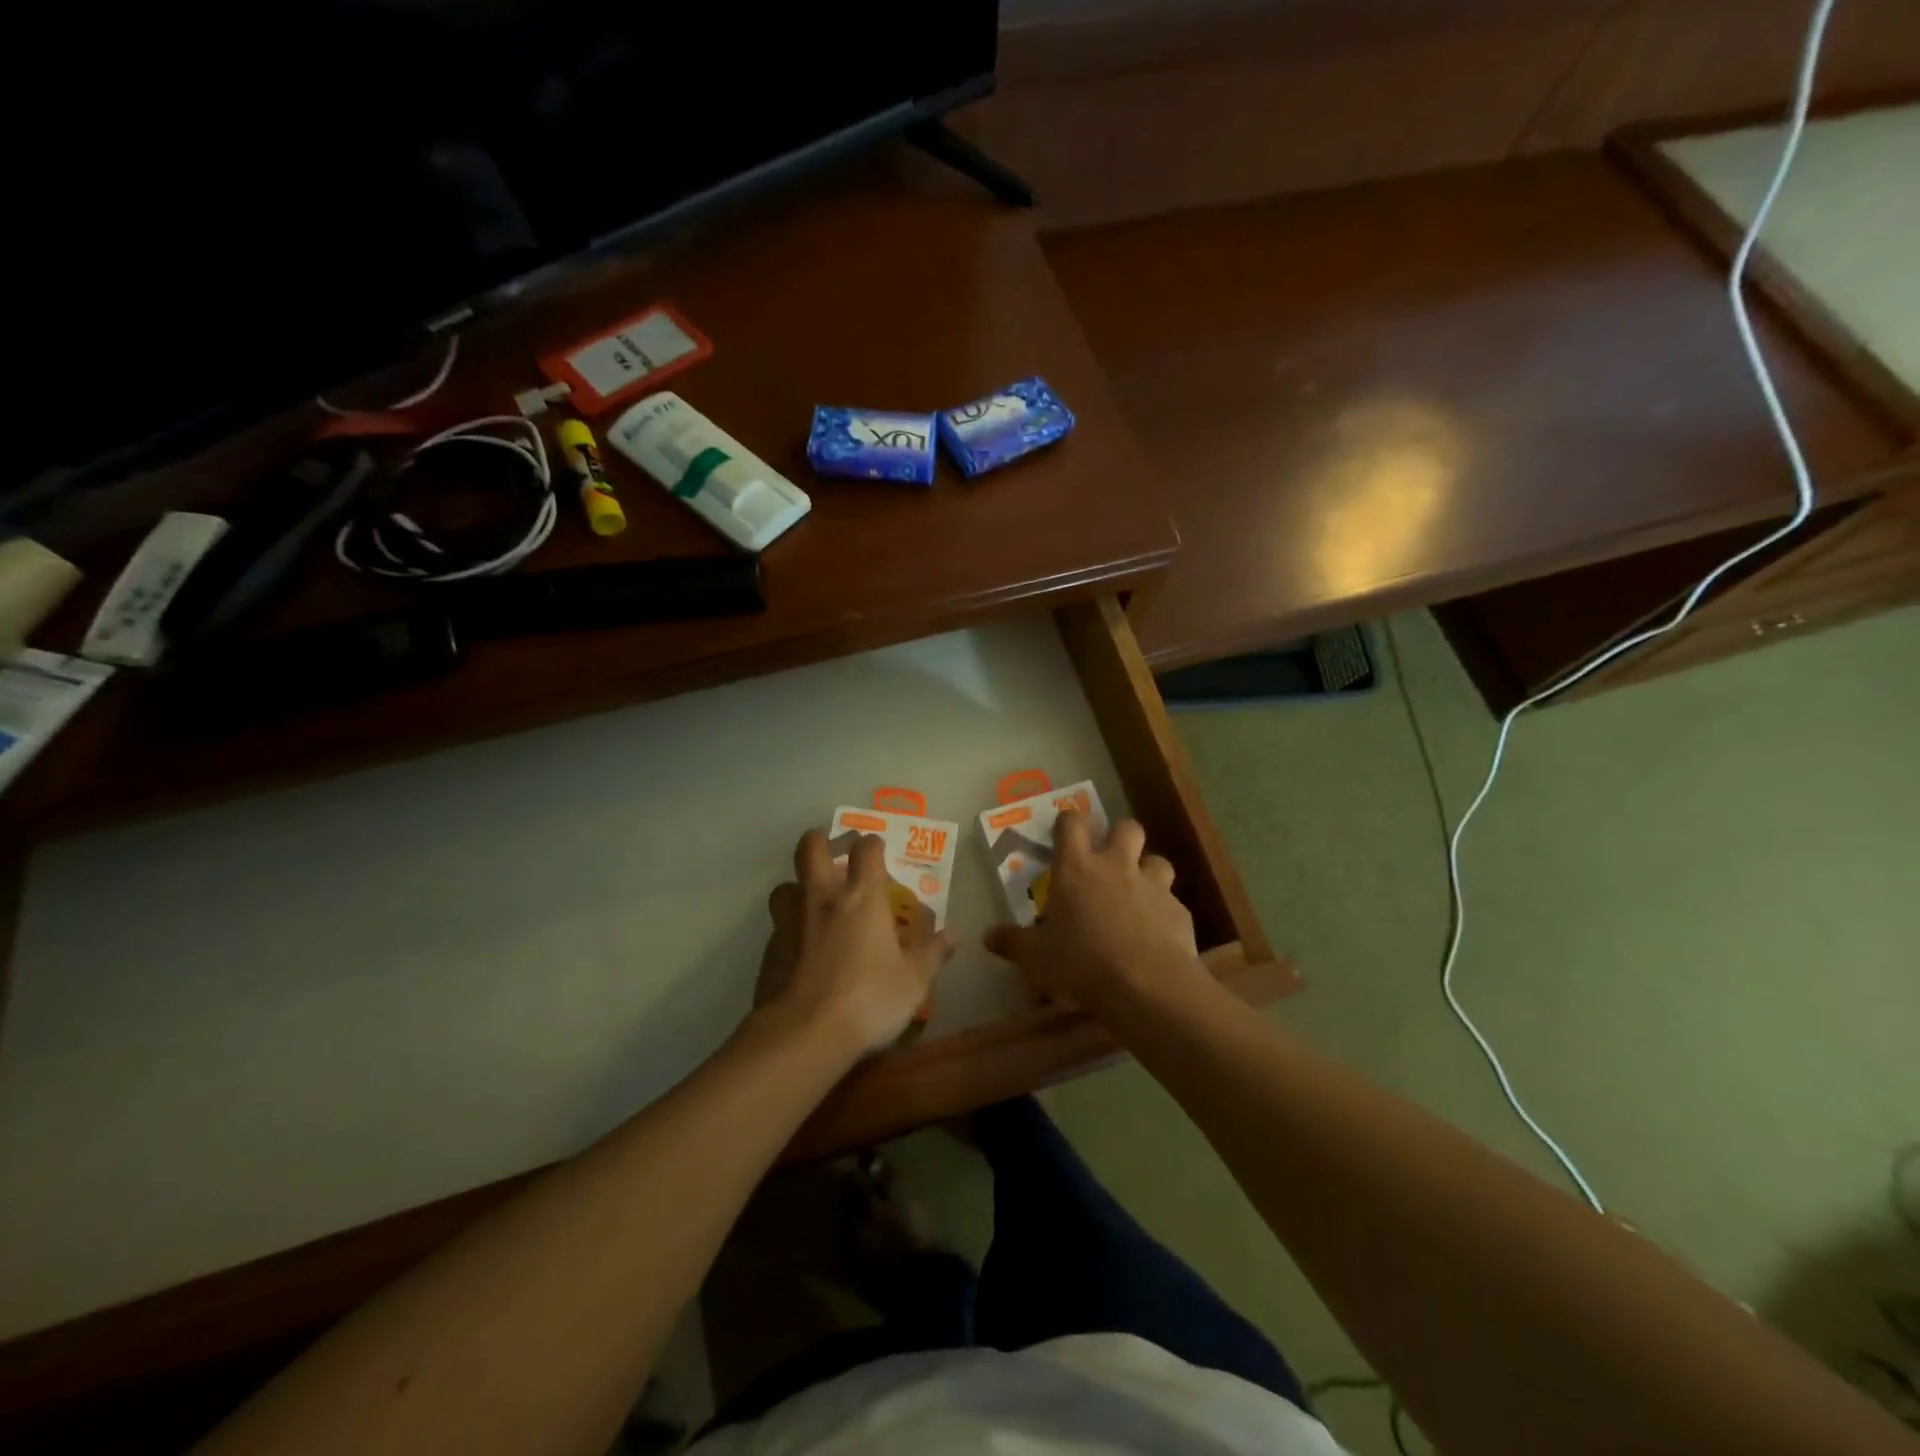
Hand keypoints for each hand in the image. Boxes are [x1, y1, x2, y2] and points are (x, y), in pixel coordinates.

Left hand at [755, 829, 950, 1057]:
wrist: (805, 1034)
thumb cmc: (869, 999)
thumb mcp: (914, 981)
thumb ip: (932, 954)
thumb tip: (953, 936)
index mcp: (862, 897)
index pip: (866, 849)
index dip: (872, 845)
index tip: (878, 852)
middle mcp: (822, 898)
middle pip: (811, 847)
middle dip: (821, 841)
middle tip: (834, 852)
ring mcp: (790, 921)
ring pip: (785, 885)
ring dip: (798, 886)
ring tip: (812, 903)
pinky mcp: (769, 949)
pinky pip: (777, 925)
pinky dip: (789, 927)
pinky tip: (800, 949)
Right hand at [984, 812, 1208, 1017]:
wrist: (1146, 985)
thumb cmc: (1082, 962)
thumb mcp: (1036, 958)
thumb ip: (1012, 942)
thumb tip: (987, 936)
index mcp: (1076, 868)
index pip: (1072, 823)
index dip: (1068, 822)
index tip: (1064, 832)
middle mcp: (1117, 866)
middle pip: (1126, 827)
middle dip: (1119, 836)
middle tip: (1109, 859)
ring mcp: (1153, 886)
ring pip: (1157, 860)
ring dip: (1148, 871)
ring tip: (1138, 894)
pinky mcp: (1179, 911)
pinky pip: (1172, 902)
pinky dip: (1164, 913)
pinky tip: (1157, 935)